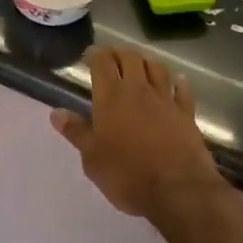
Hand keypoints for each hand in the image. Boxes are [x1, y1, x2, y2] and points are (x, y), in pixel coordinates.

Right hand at [52, 47, 231, 229]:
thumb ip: (76, 132)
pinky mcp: (186, 113)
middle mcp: (138, 90)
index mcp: (111, 97)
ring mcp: (165, 100)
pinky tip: (178, 81)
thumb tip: (57, 112)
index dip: (95, 54)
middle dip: (119, 53)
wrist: (177, 189)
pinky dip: (178, 82)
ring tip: (140, 63)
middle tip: (112, 57)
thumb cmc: (127, 174)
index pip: (102, 62)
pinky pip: (182, 90)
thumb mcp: (92, 158)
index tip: (90, 55)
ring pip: (156, 68)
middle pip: (130, 58)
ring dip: (146, 61)